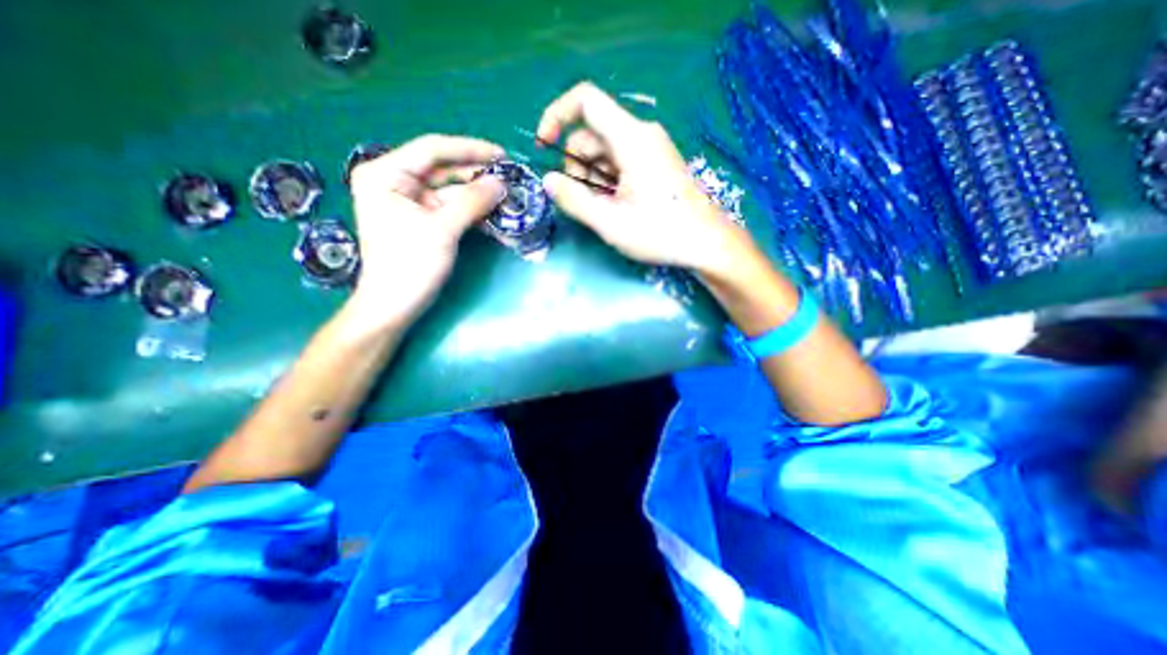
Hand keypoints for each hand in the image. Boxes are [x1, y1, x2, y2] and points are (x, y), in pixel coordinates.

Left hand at [348, 135, 508, 331]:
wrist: (395, 305)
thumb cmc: (410, 265)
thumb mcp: (442, 230)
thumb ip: (472, 202)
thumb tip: (501, 183)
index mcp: (386, 174)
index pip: (432, 150)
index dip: (470, 150)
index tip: (502, 155)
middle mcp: (395, 181)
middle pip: (443, 170)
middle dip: (477, 176)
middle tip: (510, 180)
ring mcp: (410, 202)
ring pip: (451, 191)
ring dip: (479, 197)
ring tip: (508, 199)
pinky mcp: (422, 220)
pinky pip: (451, 208)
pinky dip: (472, 213)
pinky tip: (495, 216)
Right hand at [534, 82, 746, 277]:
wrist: (706, 242)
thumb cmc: (660, 233)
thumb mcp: (610, 222)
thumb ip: (574, 200)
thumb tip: (548, 181)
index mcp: (631, 138)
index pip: (585, 101)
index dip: (557, 116)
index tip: (544, 147)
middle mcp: (641, 134)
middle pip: (592, 134)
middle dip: (577, 165)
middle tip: (585, 202)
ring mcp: (650, 148)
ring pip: (604, 151)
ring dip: (592, 178)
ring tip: (605, 210)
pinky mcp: (655, 162)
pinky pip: (620, 161)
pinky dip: (608, 180)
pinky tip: (617, 205)